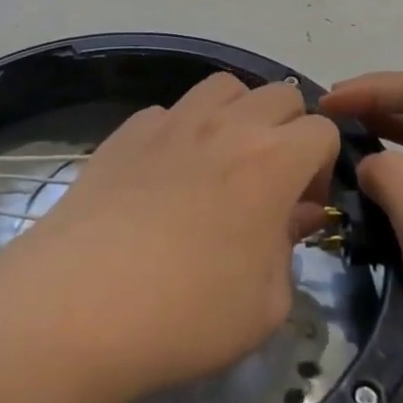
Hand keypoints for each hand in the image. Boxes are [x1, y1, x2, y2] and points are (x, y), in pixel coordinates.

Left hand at [0, 73, 340, 402]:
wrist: (80, 303)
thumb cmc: (187, 314)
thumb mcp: (265, 304)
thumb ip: (288, 248)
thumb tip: (293, 215)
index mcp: (272, 161)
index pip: (321, 130)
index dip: (322, 165)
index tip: (302, 206)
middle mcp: (226, 126)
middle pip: (278, 94)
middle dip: (288, 130)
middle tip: (270, 181)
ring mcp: (171, 121)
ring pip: (223, 88)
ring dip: (237, 114)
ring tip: (222, 163)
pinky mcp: (126, 131)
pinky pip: (169, 112)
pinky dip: (182, 131)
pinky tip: (164, 176)